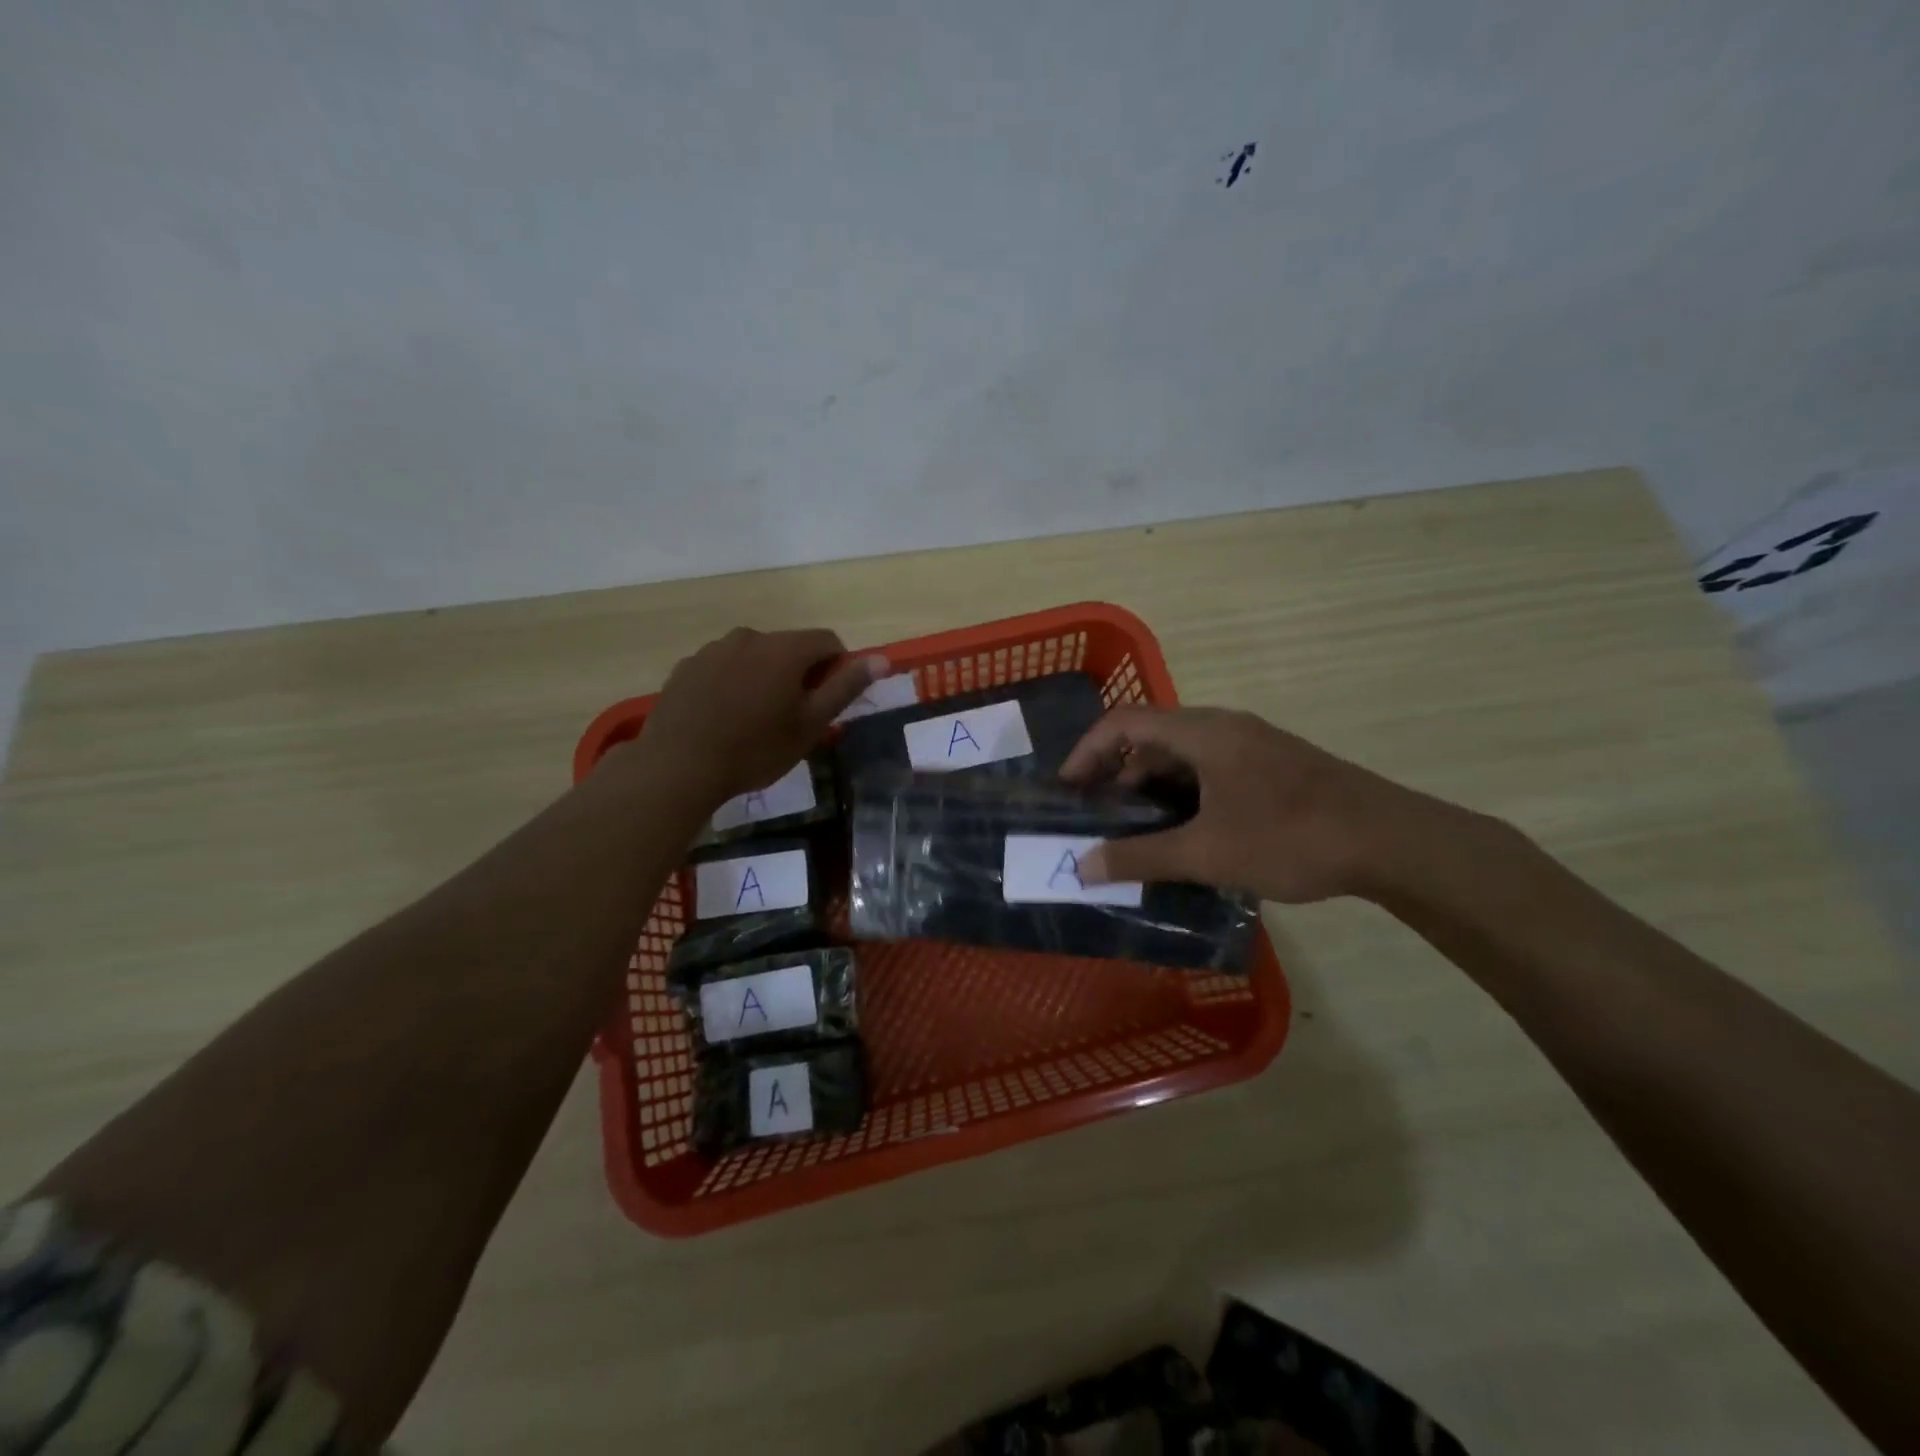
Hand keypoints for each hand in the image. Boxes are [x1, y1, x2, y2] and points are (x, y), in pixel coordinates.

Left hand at [640, 628, 885, 807]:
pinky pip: (723, 667)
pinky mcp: (686, 666)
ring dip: (763, 677)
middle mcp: (749, 637)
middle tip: (792, 717)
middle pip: (789, 647)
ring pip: (754, 656)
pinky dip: (732, 684)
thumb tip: (881, 658)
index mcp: (784, 648)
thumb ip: (845, 687)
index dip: (837, 668)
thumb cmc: (755, 749)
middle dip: (798, 674)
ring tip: (754, 720)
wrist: (678, 766)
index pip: (828, 641)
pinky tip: (723, 718)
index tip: (827, 702)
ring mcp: (713, 649)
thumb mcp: (810, 724)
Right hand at [1059, 706, 1442, 902]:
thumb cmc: (1291, 837)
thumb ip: (1140, 857)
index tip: (1067, 790)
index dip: (1087, 751)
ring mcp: (1252, 745)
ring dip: (1152, 787)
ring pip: (1183, 755)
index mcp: (1203, 732)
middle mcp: (1224, 727)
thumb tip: (1082, 866)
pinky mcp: (1272, 766)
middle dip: (1117, 774)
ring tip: (1137, 830)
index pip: (1124, 722)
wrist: (1391, 842)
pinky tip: (1186, 833)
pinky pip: (1210, 769)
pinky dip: (1184, 794)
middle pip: (1152, 736)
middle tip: (1099, 816)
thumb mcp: (1207, 852)